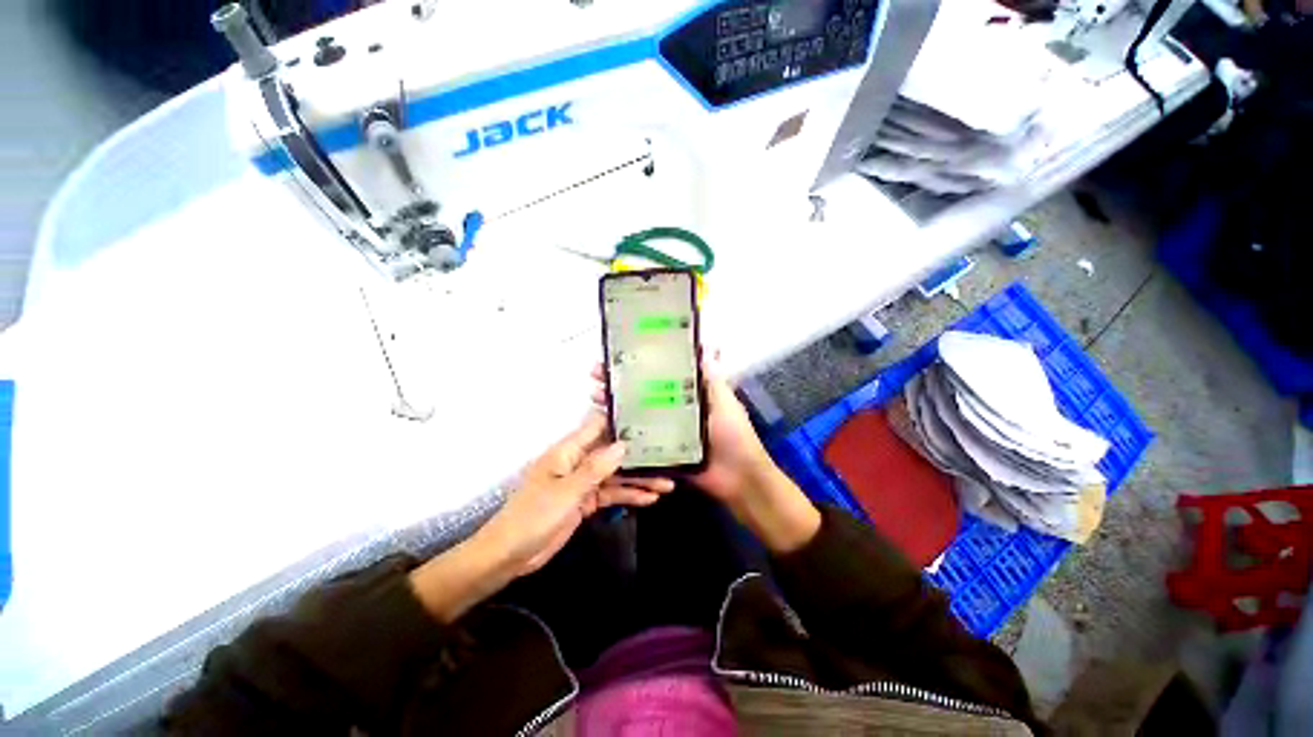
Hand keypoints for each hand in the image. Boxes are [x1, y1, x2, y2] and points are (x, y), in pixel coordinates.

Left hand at [483, 412, 673, 576]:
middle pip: (612, 454)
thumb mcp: (566, 491)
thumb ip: (596, 469)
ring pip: (615, 477)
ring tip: (667, 484)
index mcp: (568, 451)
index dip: (621, 421)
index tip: (649, 418)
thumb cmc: (533, 516)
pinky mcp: (585, 502)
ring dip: (638, 480)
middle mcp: (578, 462)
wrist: (510, 556)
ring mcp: (582, 483)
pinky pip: (611, 495)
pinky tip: (650, 499)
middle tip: (668, 457)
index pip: (598, 427)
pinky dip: (628, 497)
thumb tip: (623, 445)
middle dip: (638, 457)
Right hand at [592, 355, 820, 552]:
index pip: (659, 375)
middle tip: (597, 375)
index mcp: (689, 396)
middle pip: (642, 394)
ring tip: (594, 396)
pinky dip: (622, 438)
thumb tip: (707, 344)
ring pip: (636, 417)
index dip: (640, 365)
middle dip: (619, 384)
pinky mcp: (661, 455)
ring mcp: (665, 434)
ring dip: (616, 407)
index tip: (619, 355)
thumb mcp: (725, 404)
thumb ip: (713, 380)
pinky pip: (639, 445)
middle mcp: (674, 412)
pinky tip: (603, 429)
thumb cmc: (734, 437)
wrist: (739, 480)